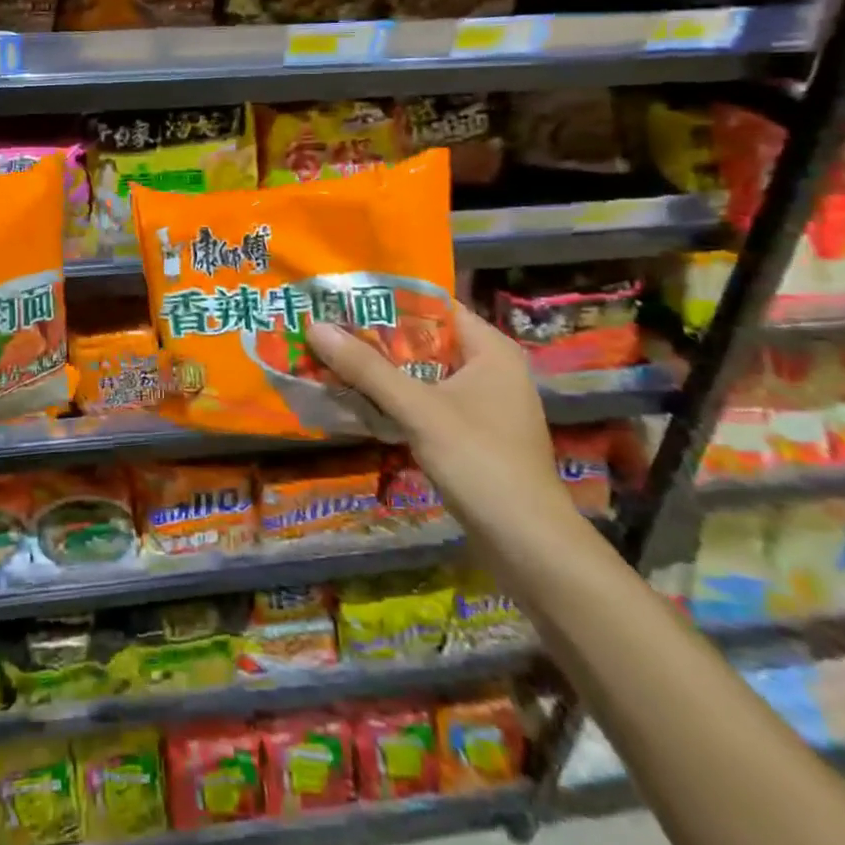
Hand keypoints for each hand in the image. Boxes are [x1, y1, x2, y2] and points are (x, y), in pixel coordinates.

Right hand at [308, 303, 573, 539]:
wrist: (528, 546)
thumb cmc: (481, 462)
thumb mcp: (418, 410)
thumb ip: (367, 368)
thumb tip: (315, 327)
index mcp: (491, 349)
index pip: (434, 306)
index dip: (388, 300)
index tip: (343, 298)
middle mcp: (490, 369)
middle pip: (424, 340)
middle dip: (376, 338)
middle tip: (327, 328)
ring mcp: (482, 404)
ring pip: (422, 373)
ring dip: (382, 371)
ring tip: (333, 358)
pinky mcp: (472, 434)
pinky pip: (425, 401)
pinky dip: (395, 399)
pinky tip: (359, 400)